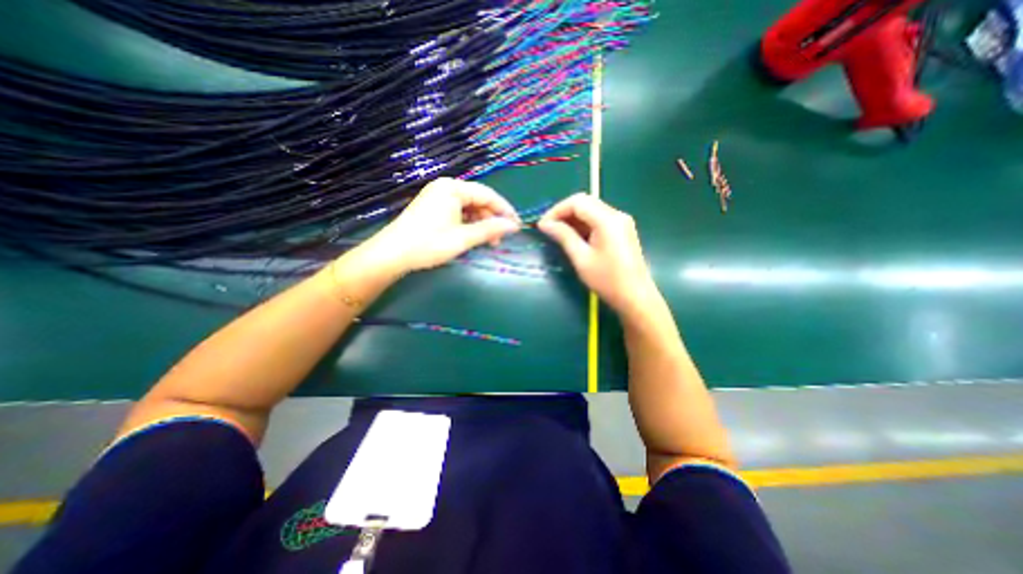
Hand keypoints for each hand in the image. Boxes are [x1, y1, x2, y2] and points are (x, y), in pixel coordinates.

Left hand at [360, 177, 519, 273]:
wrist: (392, 254)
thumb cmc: (429, 244)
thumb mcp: (463, 238)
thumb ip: (490, 230)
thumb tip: (514, 226)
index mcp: (453, 188)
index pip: (488, 195)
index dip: (505, 210)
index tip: (517, 225)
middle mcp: (446, 187)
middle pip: (479, 200)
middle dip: (492, 219)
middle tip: (501, 238)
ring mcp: (438, 196)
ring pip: (469, 207)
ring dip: (481, 223)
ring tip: (489, 241)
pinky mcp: (433, 207)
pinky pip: (459, 212)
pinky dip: (469, 224)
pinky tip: (473, 236)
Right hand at [539, 196, 659, 316]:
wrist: (635, 297)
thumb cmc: (607, 280)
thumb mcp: (581, 259)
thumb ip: (564, 236)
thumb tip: (546, 224)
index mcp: (608, 220)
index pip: (577, 202)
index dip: (557, 210)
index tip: (542, 225)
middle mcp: (616, 215)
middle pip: (585, 202)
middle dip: (563, 212)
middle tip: (548, 228)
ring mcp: (621, 222)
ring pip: (591, 210)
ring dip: (573, 218)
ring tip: (557, 233)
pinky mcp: (622, 230)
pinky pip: (598, 219)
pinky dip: (583, 225)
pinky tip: (573, 236)